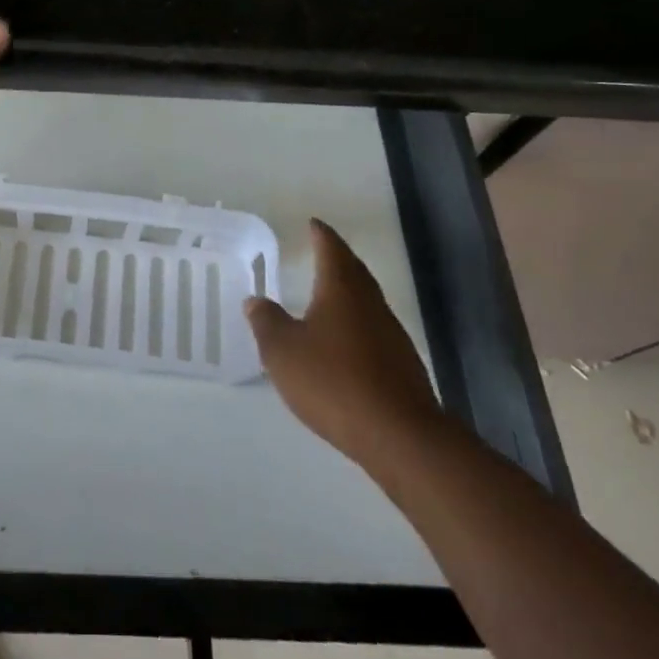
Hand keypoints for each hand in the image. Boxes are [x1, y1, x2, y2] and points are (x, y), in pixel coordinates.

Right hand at [246, 219, 441, 468]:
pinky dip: (358, 323)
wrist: (400, 435)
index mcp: (341, 288)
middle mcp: (370, 302)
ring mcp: (391, 333)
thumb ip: (266, 322)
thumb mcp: (283, 352)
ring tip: (329, 293)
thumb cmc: (334, 382)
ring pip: (366, 299)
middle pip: (354, 270)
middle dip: (337, 258)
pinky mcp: (402, 364)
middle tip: (322, 250)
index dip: (320, 234)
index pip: (331, 248)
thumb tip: (255, 300)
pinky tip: (346, 341)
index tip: (313, 223)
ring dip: (349, 291)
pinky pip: (374, 328)